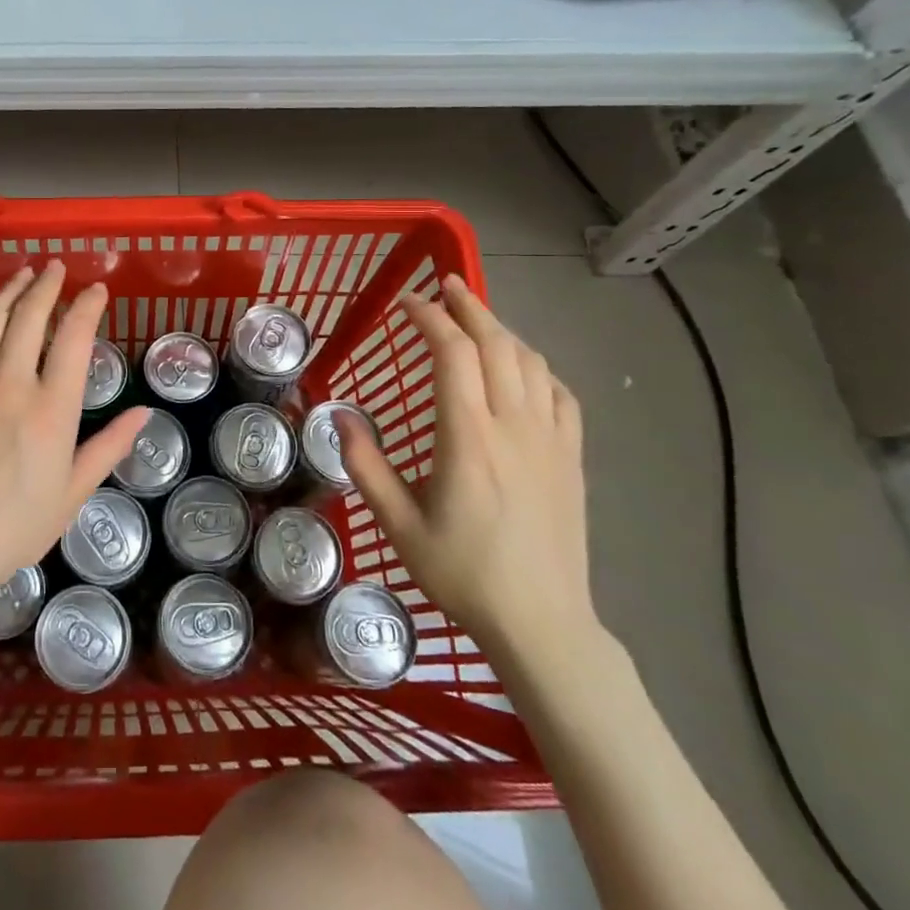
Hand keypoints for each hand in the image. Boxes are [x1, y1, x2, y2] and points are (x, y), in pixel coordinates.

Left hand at [0, 262, 147, 608]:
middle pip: (30, 316)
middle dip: (46, 285)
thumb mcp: (74, 491)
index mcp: (52, 408)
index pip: (75, 338)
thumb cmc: (18, 525)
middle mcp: (11, 384)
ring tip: (19, 275)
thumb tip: (143, 413)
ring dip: (6, 291)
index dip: (87, 306)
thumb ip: (109, 446)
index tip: (96, 290)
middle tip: (54, 269)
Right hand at [339, 273, 594, 651]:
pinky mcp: (572, 458)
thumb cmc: (464, 574)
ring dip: (501, 330)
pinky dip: (538, 367)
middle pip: (496, 344)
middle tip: (444, 285)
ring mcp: (550, 440)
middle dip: (469, 306)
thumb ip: (365, 466)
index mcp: (469, 438)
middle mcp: (513, 426)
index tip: (406, 303)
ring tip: (476, 318)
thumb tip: (338, 416)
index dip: (429, 318)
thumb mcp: (399, 526)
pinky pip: (561, 394)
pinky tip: (523, 369)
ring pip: (531, 362)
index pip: (453, 354)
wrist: (542, 624)